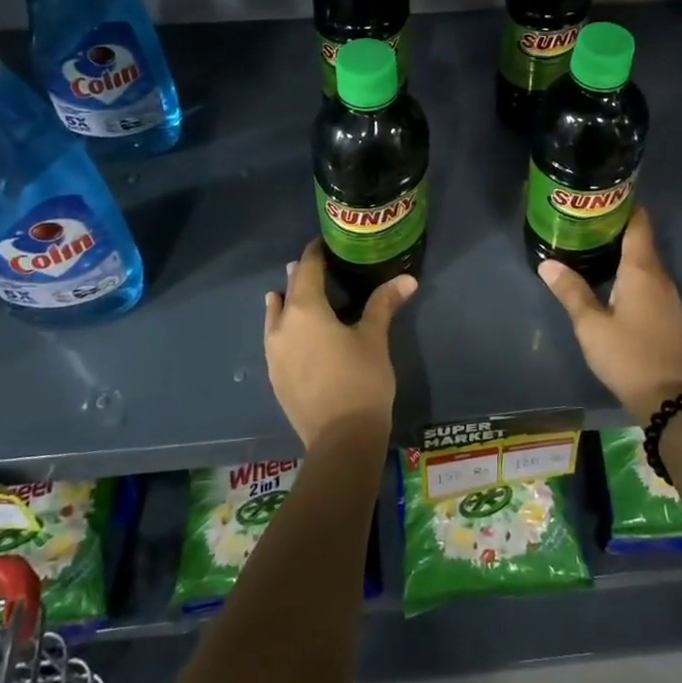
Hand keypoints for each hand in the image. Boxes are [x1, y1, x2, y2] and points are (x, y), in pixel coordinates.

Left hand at [264, 240, 414, 448]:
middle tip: (315, 264)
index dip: (315, 253)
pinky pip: (275, 339)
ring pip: (275, 316)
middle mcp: (282, 326)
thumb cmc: (360, 380)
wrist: (340, 439)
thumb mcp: (374, 338)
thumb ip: (384, 304)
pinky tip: (292, 333)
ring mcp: (274, 354)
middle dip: (301, 276)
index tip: (324, 243)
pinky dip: (283, 327)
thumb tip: (407, 279)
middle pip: (289, 291)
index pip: (307, 269)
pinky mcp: (275, 376)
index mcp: (305, 310)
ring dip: (285, 301)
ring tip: (292, 293)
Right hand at [538, 207, 681, 424]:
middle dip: (616, 228)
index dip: (623, 206)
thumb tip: (547, 263)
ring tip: (593, 246)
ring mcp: (669, 297)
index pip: (638, 224)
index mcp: (642, 270)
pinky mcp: (669, 315)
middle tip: (585, 221)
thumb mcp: (591, 325)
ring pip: (646, 263)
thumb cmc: (627, 355)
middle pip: (641, 241)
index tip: (602, 196)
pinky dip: (631, 273)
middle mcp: (660, 277)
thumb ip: (571, 291)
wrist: (669, 399)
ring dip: (624, 252)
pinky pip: (649, 281)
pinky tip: (612, 281)